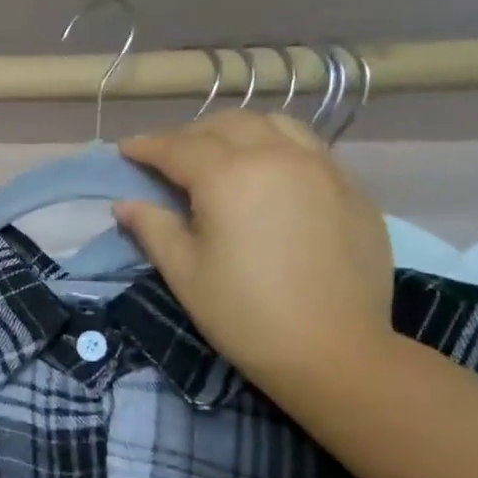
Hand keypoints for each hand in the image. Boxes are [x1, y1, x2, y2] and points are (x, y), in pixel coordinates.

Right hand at [113, 112, 393, 395]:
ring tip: (221, 154)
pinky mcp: (351, 189)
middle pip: (226, 125)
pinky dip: (277, 147)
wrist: (334, 351)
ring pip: (274, 125)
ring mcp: (322, 168)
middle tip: (169, 157)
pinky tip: (268, 175)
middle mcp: (278, 157)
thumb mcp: (184, 272)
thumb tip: (125, 204)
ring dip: (237, 131)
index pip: (178, 147)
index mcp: (229, 177)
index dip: (147, 146)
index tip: (126, 149)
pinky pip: (308, 148)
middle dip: (190, 135)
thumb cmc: (244, 314)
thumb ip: (152, 228)